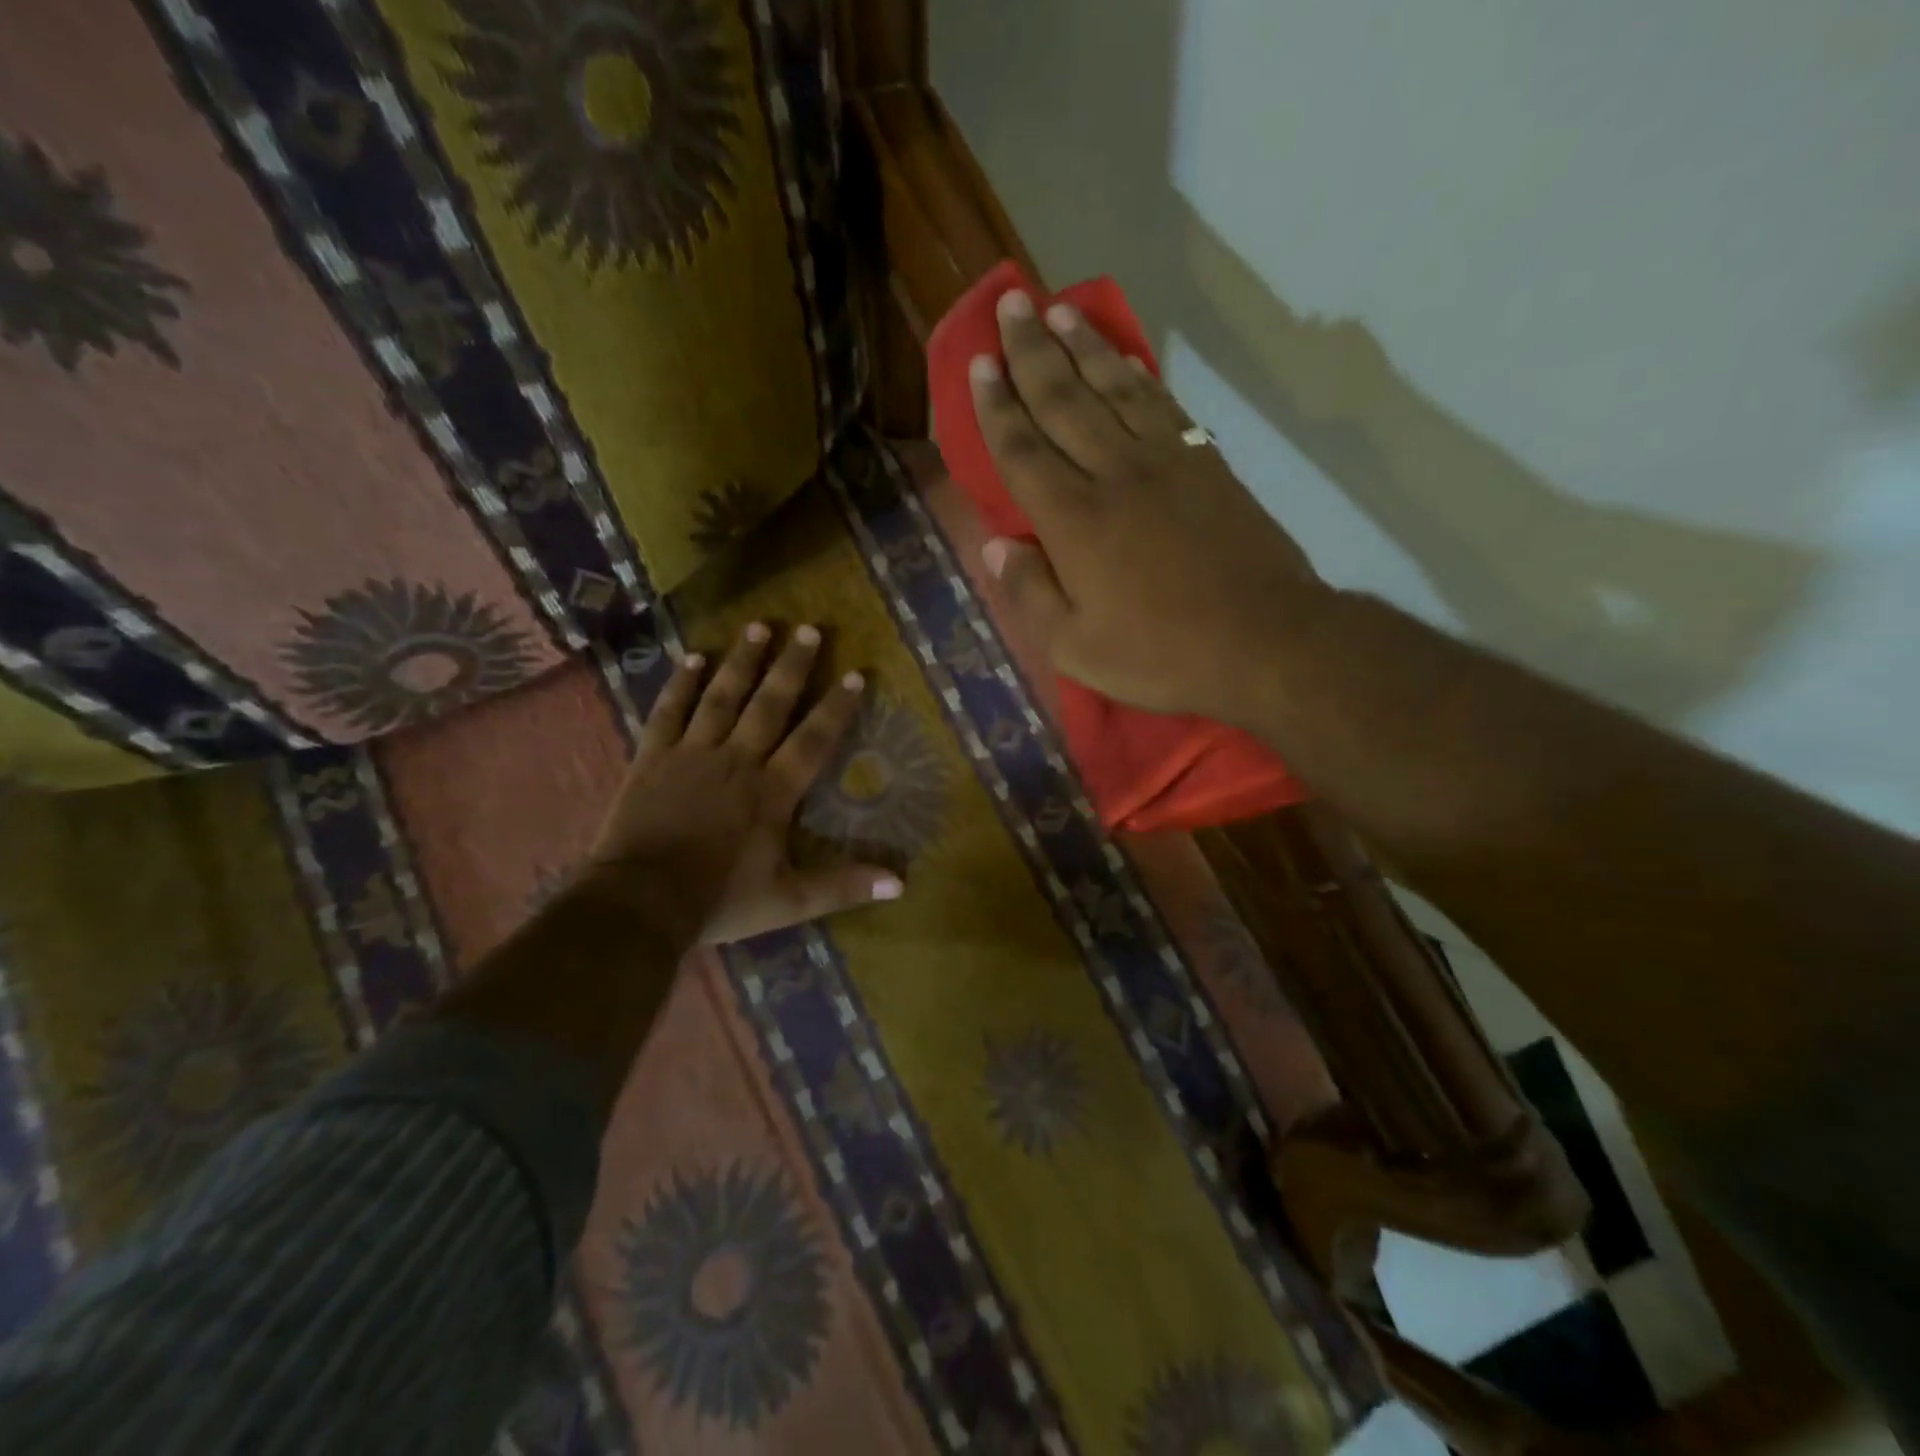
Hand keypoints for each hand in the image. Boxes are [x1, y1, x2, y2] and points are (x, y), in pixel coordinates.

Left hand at [585, 623, 902, 945]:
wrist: (640, 902)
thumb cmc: (719, 900)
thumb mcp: (789, 901)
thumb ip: (844, 886)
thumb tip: (901, 883)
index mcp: (772, 792)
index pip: (813, 740)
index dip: (836, 707)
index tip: (855, 673)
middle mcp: (737, 761)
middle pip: (770, 705)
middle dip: (792, 666)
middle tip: (808, 628)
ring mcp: (692, 754)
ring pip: (722, 697)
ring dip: (742, 661)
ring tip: (759, 627)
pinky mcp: (653, 758)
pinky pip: (669, 712)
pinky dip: (682, 684)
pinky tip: (693, 657)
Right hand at [967, 288, 1330, 725]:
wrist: (1263, 641)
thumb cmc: (1161, 654)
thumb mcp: (1076, 648)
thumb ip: (1030, 593)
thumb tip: (994, 546)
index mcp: (1074, 522)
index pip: (1023, 450)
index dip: (997, 406)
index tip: (980, 365)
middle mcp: (1114, 475)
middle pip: (1064, 400)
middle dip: (1032, 350)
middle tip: (1010, 304)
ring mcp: (1165, 462)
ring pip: (1113, 388)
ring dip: (1082, 346)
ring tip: (1058, 310)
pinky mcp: (1205, 463)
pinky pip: (1162, 404)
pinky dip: (1137, 374)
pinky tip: (1123, 357)